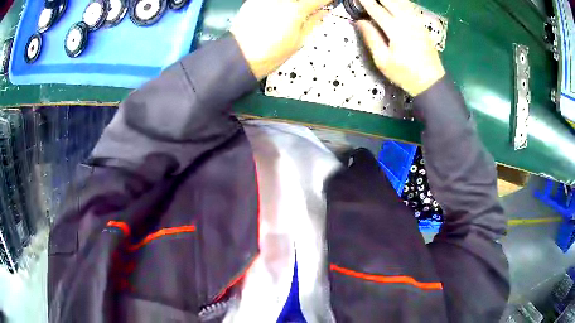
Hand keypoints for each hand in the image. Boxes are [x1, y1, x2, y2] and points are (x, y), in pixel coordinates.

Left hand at [230, 0, 330, 79]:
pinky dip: (278, 5)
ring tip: (289, 16)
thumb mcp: (299, 41)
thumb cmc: (268, 54)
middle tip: (308, 10)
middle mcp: (281, 0)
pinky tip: (277, 13)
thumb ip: (314, 22)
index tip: (329, 3)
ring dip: (293, 5)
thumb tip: (323, 13)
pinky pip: (271, 0)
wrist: (240, 56)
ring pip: (288, 0)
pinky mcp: (254, 1)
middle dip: (307, 3)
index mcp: (296, 10)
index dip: (327, 1)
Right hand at [356, 0, 444, 95]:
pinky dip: (402, 2)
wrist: (431, 82)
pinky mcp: (422, 26)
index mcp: (396, 30)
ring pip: (402, 2)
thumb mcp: (383, 61)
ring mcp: (417, 22)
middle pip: (390, 1)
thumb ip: (371, 38)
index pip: (376, 9)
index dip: (365, 1)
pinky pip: (410, 7)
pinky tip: (396, 2)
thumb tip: (360, 22)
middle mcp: (407, 22)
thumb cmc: (405, 74)